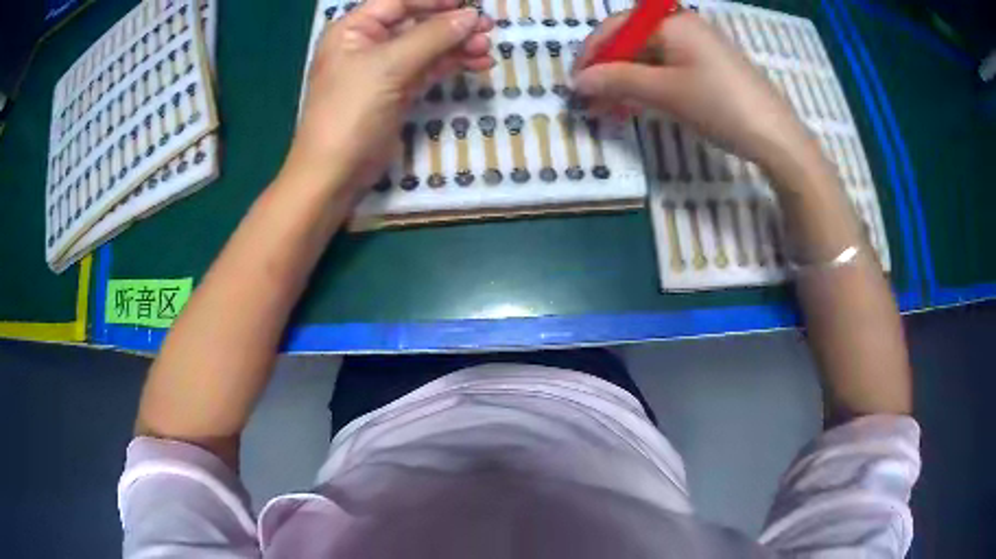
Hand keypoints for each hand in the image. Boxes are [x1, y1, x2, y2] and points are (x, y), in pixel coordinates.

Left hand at [284, 0, 492, 194]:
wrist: (335, 173)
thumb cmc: (351, 111)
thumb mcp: (389, 66)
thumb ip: (432, 36)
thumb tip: (471, 16)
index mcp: (354, 29)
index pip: (399, 2)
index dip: (434, 0)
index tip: (470, 4)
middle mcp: (368, 44)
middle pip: (416, 22)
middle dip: (452, 24)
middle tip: (488, 28)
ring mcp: (383, 70)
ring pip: (427, 47)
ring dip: (457, 46)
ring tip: (486, 50)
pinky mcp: (397, 93)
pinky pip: (429, 70)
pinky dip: (452, 66)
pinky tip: (477, 64)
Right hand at [572, 10, 815, 172]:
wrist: (776, 135)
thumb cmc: (720, 106)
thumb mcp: (665, 92)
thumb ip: (617, 81)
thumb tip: (578, 82)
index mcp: (669, 22)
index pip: (615, 29)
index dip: (591, 55)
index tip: (574, 86)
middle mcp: (682, 25)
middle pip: (631, 41)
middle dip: (608, 70)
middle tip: (592, 102)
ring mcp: (697, 44)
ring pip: (648, 56)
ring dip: (626, 80)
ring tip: (611, 108)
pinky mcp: (708, 64)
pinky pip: (668, 66)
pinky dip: (649, 83)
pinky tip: (640, 103)